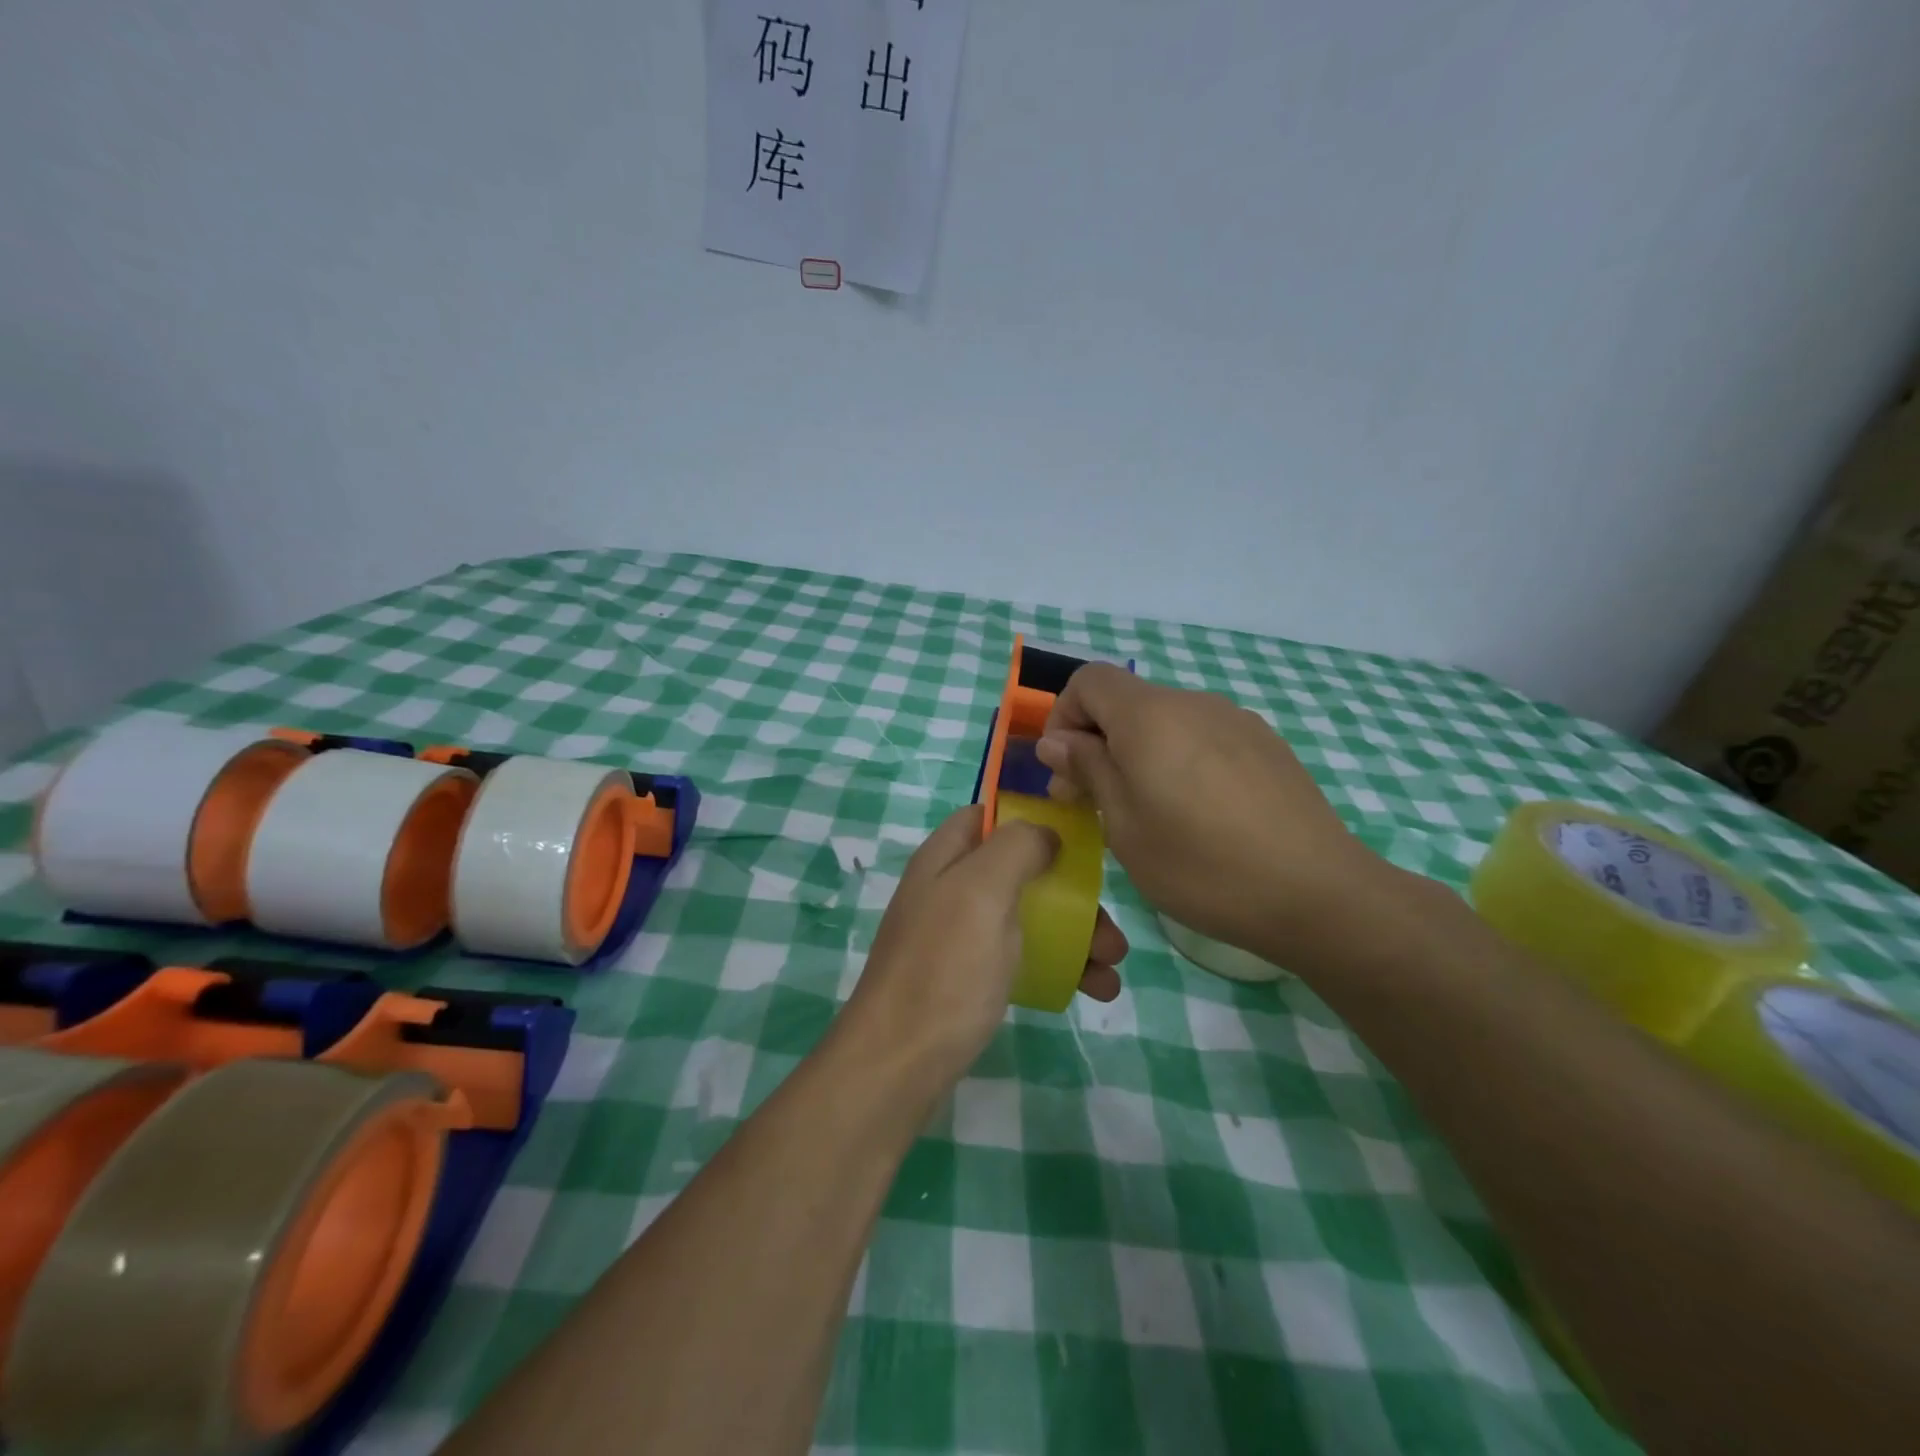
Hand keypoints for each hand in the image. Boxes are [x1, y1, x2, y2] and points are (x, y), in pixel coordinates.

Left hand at [842, 805, 1128, 1088]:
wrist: (898, 1064)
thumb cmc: (945, 967)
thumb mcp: (981, 891)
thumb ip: (1016, 848)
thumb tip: (1046, 834)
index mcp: (945, 859)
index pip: (988, 817)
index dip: (1032, 820)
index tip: (1079, 841)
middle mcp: (950, 891)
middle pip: (1019, 872)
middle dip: (1071, 894)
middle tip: (1110, 929)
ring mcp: (958, 938)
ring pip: (1027, 918)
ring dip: (1075, 935)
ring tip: (1112, 967)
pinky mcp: (968, 979)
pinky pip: (1021, 958)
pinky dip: (1059, 966)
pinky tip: (1092, 989)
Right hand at [1035, 664, 1389, 967]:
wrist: (1317, 894)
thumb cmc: (1202, 866)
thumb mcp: (1124, 826)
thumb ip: (1088, 770)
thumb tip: (1057, 740)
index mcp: (1150, 717)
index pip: (1089, 681)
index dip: (1064, 716)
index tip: (1065, 770)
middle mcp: (1194, 704)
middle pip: (1127, 702)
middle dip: (1098, 742)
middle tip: (1093, 803)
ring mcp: (1237, 721)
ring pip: (1166, 722)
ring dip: (1139, 754)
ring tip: (1149, 813)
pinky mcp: (1267, 745)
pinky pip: (1204, 738)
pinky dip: (1180, 760)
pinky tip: (1199, 814)